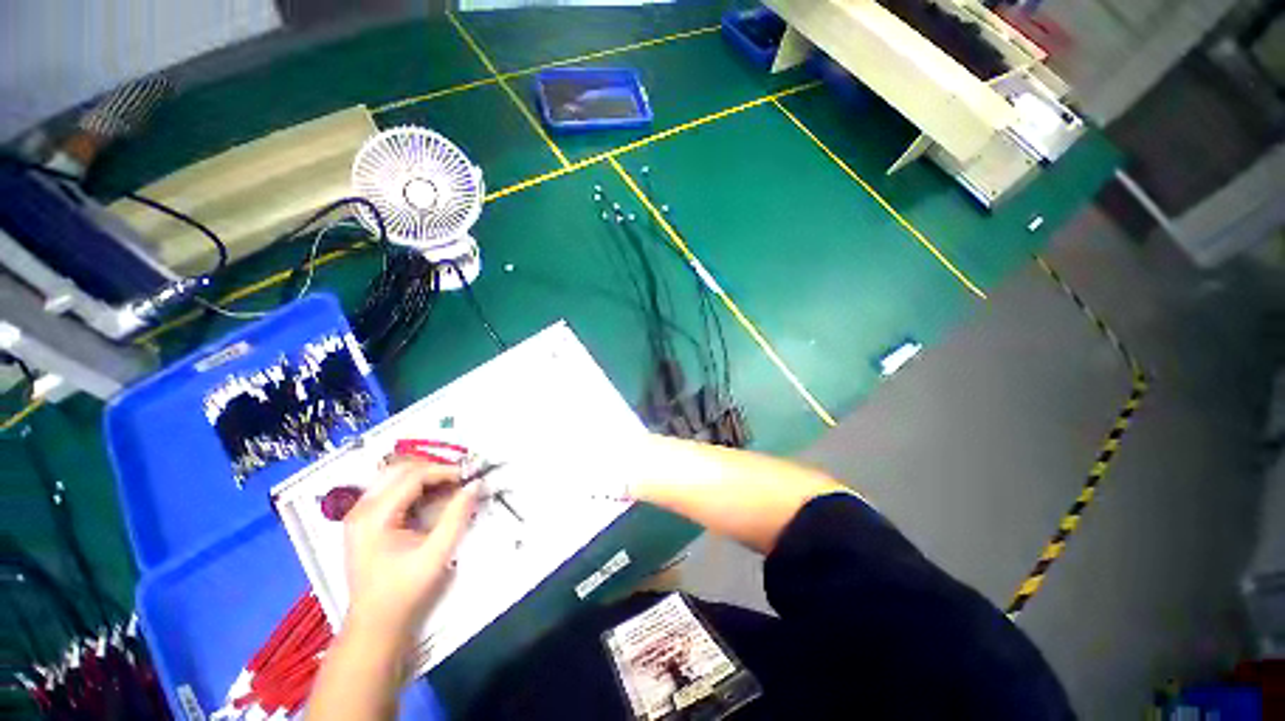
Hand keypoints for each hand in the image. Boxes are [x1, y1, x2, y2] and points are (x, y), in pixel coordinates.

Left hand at [342, 460, 478, 638]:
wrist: (376, 622)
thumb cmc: (404, 590)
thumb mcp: (436, 554)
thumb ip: (457, 516)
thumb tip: (476, 484)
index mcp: (374, 516)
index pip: (413, 476)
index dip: (445, 471)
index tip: (470, 477)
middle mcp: (362, 508)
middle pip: (401, 469)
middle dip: (435, 469)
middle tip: (460, 480)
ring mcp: (360, 513)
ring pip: (396, 476)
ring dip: (426, 476)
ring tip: (450, 487)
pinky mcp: (366, 519)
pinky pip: (392, 489)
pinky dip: (416, 487)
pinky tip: (433, 499)